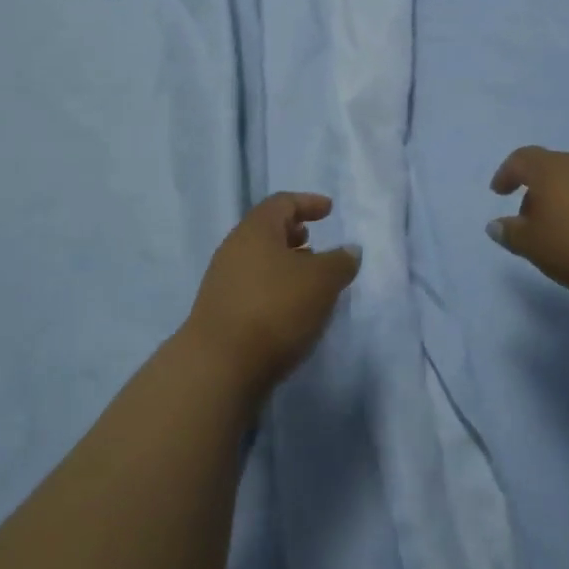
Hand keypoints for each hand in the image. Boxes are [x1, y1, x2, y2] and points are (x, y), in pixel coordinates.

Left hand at [184, 193, 359, 393]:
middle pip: (266, 230)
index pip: (282, 202)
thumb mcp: (321, 281)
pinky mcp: (220, 311)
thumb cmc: (275, 309)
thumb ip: (340, 262)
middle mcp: (234, 247)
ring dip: (284, 263)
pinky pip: (252, 286)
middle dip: (293, 233)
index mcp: (256, 229)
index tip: (328, 210)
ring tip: (308, 278)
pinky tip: (289, 309)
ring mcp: (222, 280)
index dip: (308, 203)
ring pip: (258, 260)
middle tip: (314, 240)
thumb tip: (349, 250)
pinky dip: (273, 287)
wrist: (219, 366)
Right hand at [487, 147, 568, 298]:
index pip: (521, 159)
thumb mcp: (535, 247)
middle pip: (551, 169)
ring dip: (567, 200)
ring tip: (566, 230)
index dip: (507, 174)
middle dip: (538, 191)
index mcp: (549, 169)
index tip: (500, 192)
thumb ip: (511, 234)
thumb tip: (495, 224)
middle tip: (533, 220)